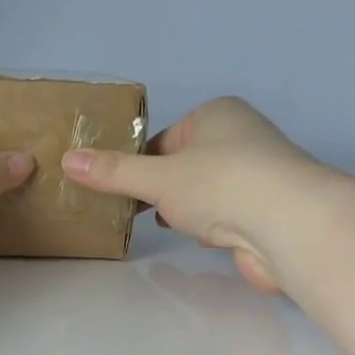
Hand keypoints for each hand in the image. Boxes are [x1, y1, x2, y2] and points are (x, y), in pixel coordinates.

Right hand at [60, 96, 326, 294]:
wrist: (287, 224)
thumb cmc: (219, 184)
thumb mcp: (155, 177)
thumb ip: (113, 173)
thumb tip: (67, 160)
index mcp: (216, 116)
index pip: (164, 139)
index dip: (140, 164)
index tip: (121, 190)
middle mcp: (240, 139)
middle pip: (184, 166)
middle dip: (162, 189)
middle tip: (135, 212)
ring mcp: (256, 176)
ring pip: (205, 192)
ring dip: (186, 209)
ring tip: (167, 225)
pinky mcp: (265, 212)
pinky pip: (225, 215)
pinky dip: (210, 226)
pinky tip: (201, 238)